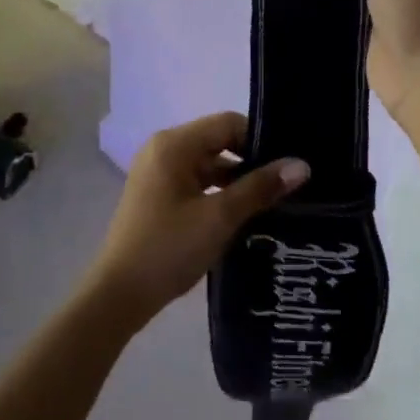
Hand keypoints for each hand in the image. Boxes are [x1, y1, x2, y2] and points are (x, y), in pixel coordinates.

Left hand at [86, 112, 307, 327]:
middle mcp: (163, 149)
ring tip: (273, 201)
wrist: (118, 296)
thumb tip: (301, 165)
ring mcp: (158, 173)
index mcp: (174, 144)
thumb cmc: (168, 248)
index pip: (228, 123)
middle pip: (218, 141)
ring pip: (208, 164)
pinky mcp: (157, 196)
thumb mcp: (220, 217)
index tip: (288, 165)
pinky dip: (219, 193)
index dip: (260, 140)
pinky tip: (243, 215)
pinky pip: (196, 182)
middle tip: (287, 184)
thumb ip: (260, 188)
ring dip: (237, 180)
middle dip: (251, 161)